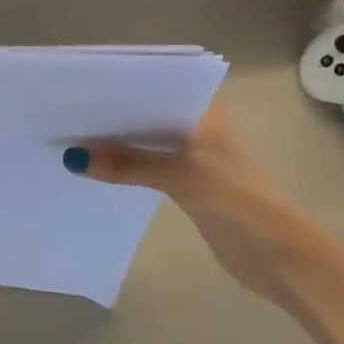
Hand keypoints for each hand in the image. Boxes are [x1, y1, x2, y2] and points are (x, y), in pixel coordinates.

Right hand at [66, 100, 305, 304]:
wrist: (280, 257)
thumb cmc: (239, 201)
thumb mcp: (182, 175)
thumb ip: (129, 164)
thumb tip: (73, 158)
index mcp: (204, 109)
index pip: (155, 85)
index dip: (118, 86)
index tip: (78, 88)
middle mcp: (196, 124)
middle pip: (145, 114)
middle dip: (109, 116)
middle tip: (63, 114)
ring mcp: (191, 155)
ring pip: (143, 141)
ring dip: (114, 143)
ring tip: (68, 138)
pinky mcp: (184, 183)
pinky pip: (145, 166)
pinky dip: (122, 166)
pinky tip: (93, 167)